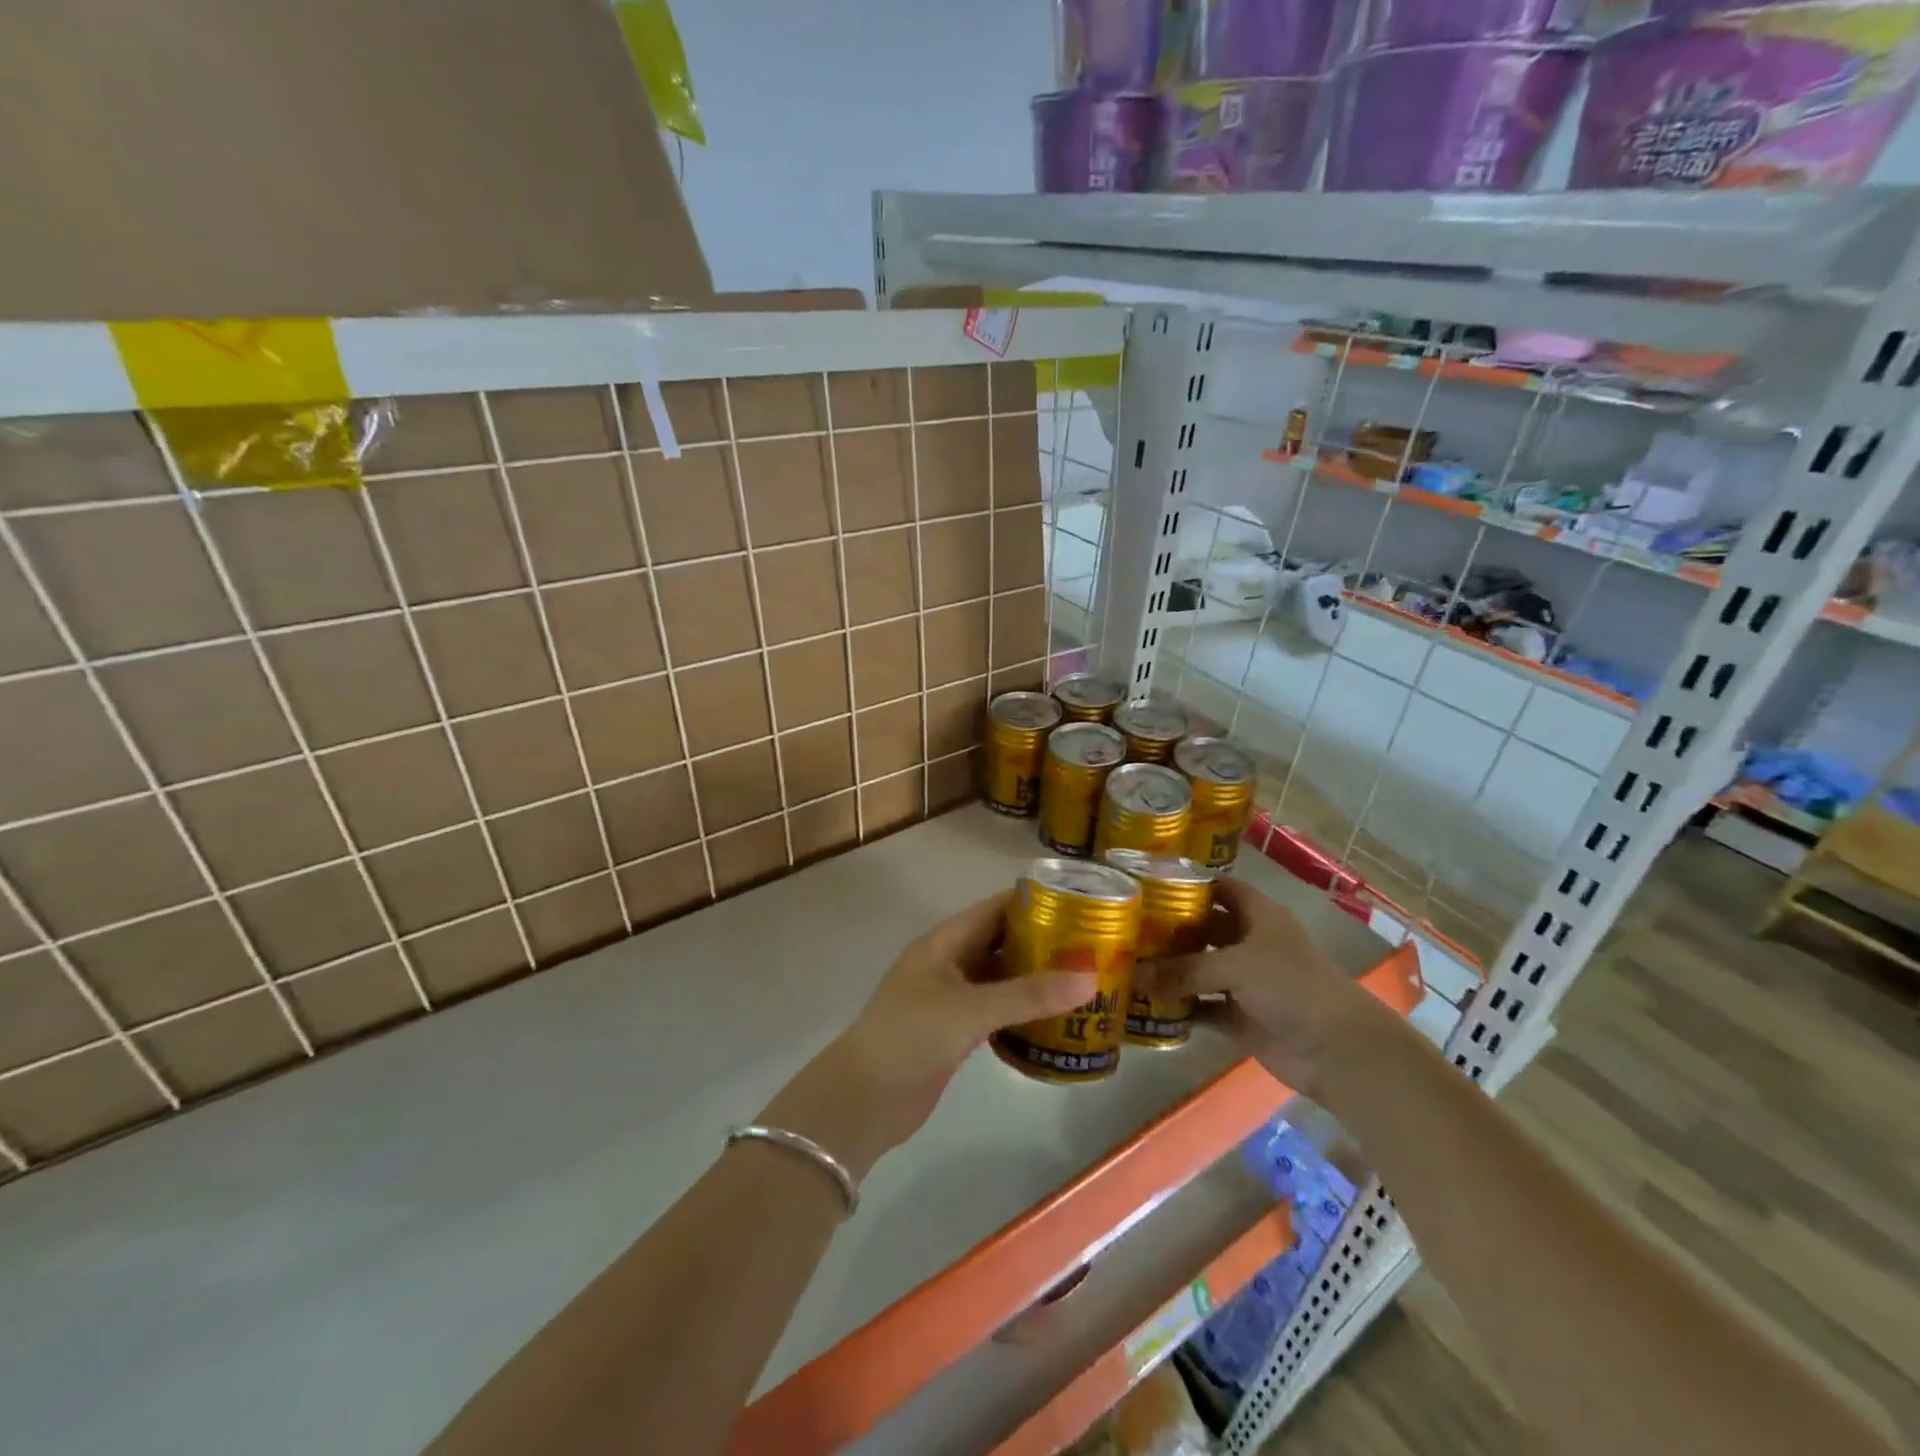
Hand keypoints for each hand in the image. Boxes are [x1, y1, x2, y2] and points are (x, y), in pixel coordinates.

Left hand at [758, 893, 1096, 1182]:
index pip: (994, 910)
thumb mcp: (972, 1009)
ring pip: (1000, 980)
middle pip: (1000, 943)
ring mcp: (950, 999)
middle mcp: (947, 963)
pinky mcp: (954, 1032)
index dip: (1032, 904)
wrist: (864, 1099)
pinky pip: (996, 1012)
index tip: (1078, 905)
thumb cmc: (912, 1036)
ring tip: (1083, 981)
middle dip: (1041, 944)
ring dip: (1034, 981)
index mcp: (944, 942)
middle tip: (1091, 947)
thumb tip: (1090, 979)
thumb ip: (1029, 994)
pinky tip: (1055, 1020)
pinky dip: (1022, 1013)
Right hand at [1138, 878, 1384, 1099]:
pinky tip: (1149, 1005)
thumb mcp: (1236, 967)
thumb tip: (1135, 976)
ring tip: (1129, 965)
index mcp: (1259, 916)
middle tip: (1127, 928)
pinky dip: (1182, 1008)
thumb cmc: (1291, 987)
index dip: (1189, 884)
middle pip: (1205, 930)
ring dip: (1172, 971)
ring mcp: (1247, 982)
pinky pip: (1204, 1007)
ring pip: (1201, 970)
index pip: (1219, 888)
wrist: (1338, 1050)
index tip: (1148, 885)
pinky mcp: (1243, 1017)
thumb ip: (1184, 971)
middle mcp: (1251, 943)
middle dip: (1171, 930)